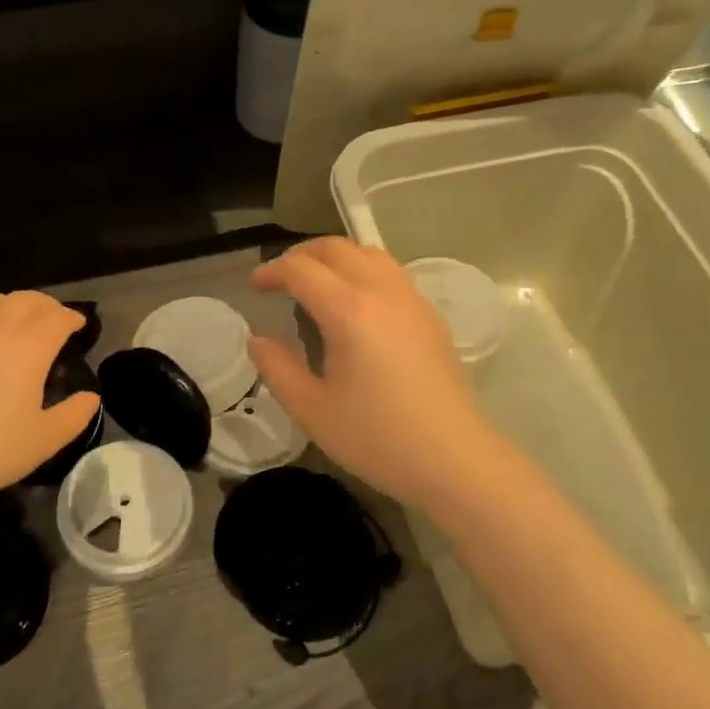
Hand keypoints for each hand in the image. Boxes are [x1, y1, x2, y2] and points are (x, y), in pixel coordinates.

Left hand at [0, 291, 98, 511]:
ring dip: (7, 303)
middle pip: (24, 300)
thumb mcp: (46, 439)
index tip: (80, 325)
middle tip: (54, 317)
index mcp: (29, 346)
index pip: (57, 318)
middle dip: (45, 305)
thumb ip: (74, 414)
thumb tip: (90, 397)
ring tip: (13, 316)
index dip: (72, 318)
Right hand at [250, 239, 501, 507]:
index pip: (302, 270)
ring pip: (370, 254)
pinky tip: (356, 306)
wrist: (454, 460)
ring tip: (317, 284)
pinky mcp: (430, 317)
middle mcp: (383, 293)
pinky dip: (363, 272)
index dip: (272, 271)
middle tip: (281, 278)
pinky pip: (392, 274)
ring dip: (336, 258)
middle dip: (302, 255)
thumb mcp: (312, 410)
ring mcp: (412, 302)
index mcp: (349, 311)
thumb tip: (259, 340)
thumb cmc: (377, 438)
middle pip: (338, 248)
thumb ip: (277, 368)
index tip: (255, 287)